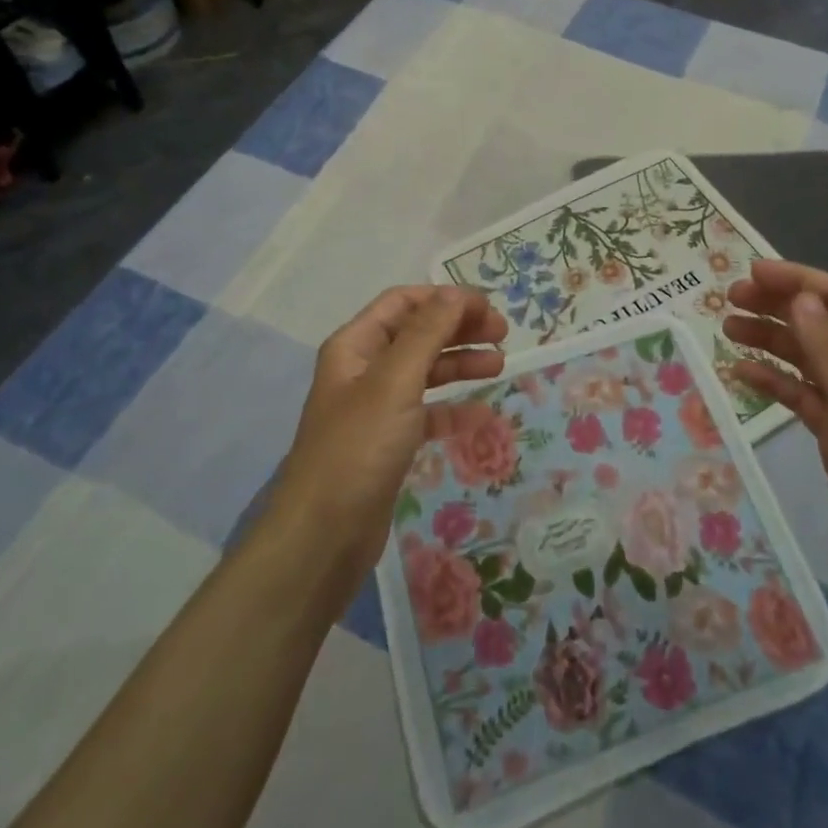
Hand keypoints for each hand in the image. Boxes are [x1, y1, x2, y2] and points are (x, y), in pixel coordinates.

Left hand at [276, 286, 505, 586]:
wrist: (324, 535)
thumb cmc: (359, 447)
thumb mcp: (395, 381)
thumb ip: (428, 333)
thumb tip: (456, 293)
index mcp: (355, 345)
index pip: (403, 302)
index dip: (445, 299)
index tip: (489, 308)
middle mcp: (363, 370)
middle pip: (417, 334)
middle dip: (459, 328)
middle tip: (503, 335)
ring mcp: (375, 408)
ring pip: (425, 372)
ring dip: (460, 364)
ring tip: (499, 366)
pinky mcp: (388, 443)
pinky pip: (426, 413)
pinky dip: (453, 409)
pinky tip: (481, 416)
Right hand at [723, 260, 827, 624]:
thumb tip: (801, 297)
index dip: (799, 280)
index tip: (750, 274)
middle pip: (819, 323)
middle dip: (776, 305)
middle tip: (727, 302)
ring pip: (805, 357)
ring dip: (768, 340)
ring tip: (726, 331)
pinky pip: (799, 395)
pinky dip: (771, 381)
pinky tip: (740, 375)